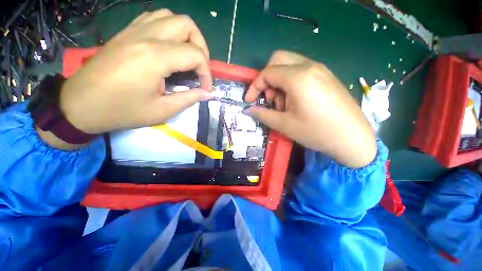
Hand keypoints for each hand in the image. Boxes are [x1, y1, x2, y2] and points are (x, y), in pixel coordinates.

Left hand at [60, 9, 212, 134]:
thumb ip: (188, 99)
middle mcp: (146, 36)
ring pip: (170, 17)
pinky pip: (154, 18)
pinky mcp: (126, 32)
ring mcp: (134, 30)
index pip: (196, 55)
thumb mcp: (162, 111)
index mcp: (155, 57)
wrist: (80, 105)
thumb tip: (206, 93)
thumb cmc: (121, 111)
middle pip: (187, 25)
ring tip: (187, 56)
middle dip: (201, 47)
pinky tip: (169, 47)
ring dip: (186, 35)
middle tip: (199, 67)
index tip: (205, 88)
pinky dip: (169, 29)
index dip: (206, 73)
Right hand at [244, 51, 375, 167]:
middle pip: (277, 60)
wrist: (352, 138)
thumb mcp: (284, 125)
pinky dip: (290, 82)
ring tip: (285, 104)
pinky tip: (296, 101)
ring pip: (289, 64)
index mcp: (298, 78)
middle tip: (271, 100)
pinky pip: (300, 70)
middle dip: (267, 79)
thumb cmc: (317, 132)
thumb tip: (248, 109)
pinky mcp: (326, 75)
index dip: (254, 86)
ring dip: (279, 82)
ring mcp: (320, 69)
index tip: (249, 101)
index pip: (267, 73)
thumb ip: (263, 114)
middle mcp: (309, 66)